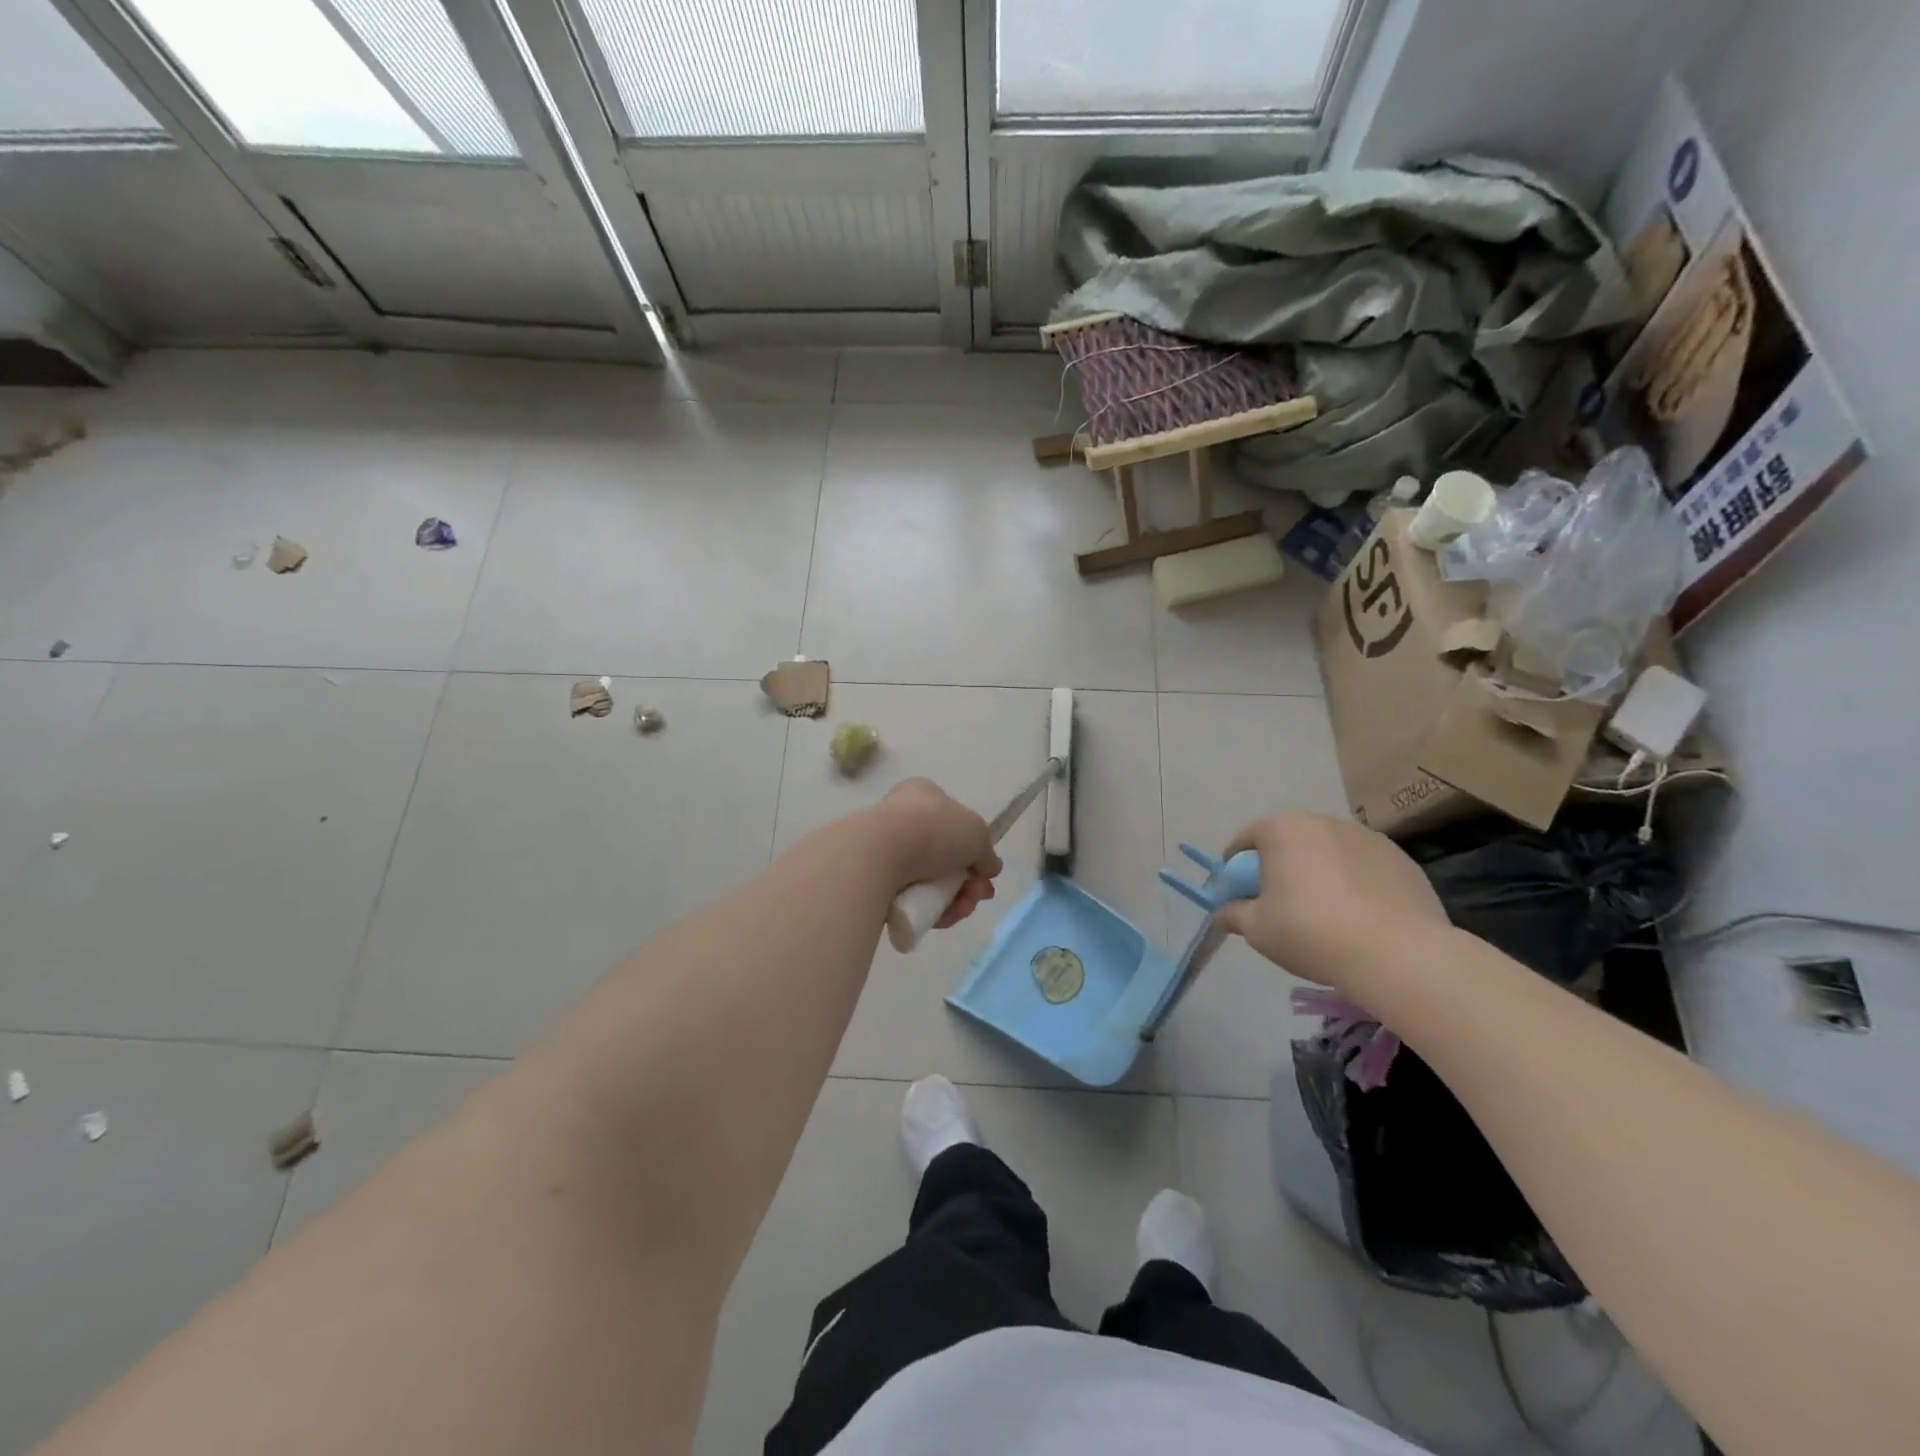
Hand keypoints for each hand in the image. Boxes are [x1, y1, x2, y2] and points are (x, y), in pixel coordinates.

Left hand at [870, 778, 1001, 927]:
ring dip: (955, 899)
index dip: (974, 848)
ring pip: (931, 882)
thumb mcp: (977, 833)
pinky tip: (943, 917)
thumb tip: (989, 868)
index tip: (986, 871)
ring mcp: (886, 851)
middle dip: (968, 881)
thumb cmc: (934, 830)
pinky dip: (932, 910)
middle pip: (946, 856)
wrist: (880, 855)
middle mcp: (903, 819)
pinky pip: (912, 899)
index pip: (955, 821)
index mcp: (923, 795)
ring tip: (962, 908)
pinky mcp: (875, 882)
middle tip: (979, 895)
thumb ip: (987, 852)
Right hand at [1215, 812, 1446, 997]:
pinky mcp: (1402, 860)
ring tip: (1324, 914)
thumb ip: (1233, 914)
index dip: (1235, 868)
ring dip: (1319, 873)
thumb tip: (1223, 912)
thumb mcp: (1257, 929)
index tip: (1237, 894)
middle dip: (1279, 867)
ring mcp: (1367, 838)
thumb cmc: (1310, 932)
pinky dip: (1355, 884)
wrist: (1397, 954)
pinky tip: (1359, 918)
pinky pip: (1364, 869)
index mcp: (1282, 829)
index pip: (1245, 840)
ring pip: (1329, 853)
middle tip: (1278, 904)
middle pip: (1289, 842)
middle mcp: (1323, 822)